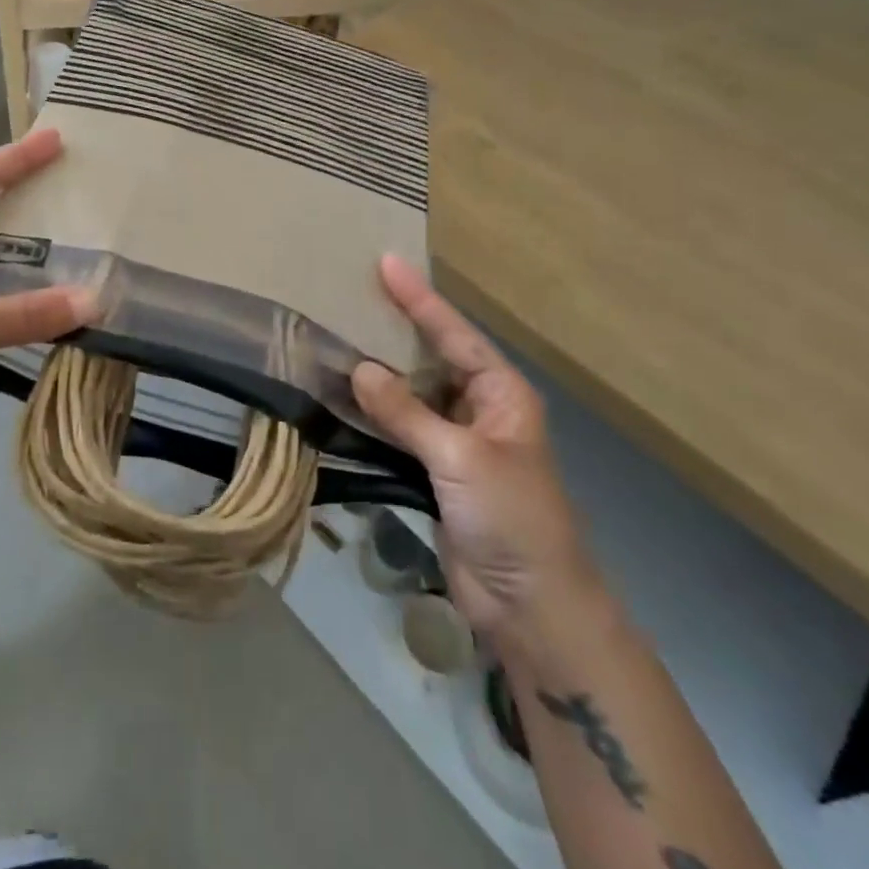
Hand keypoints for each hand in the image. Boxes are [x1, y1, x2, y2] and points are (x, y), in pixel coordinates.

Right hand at [352, 256, 597, 643]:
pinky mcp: (434, 473)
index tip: (386, 262)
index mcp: (501, 394)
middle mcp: (479, 410)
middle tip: (353, 292)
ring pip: (412, 395)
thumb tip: (359, 370)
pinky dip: (373, 414)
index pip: (454, 334)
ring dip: (379, 373)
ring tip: (337, 336)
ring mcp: (456, 443)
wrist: (531, 606)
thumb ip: (408, 413)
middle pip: (432, 357)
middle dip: (396, 327)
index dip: (419, 299)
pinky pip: (399, 431)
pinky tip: (342, 397)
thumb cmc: (512, 519)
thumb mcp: (462, 458)